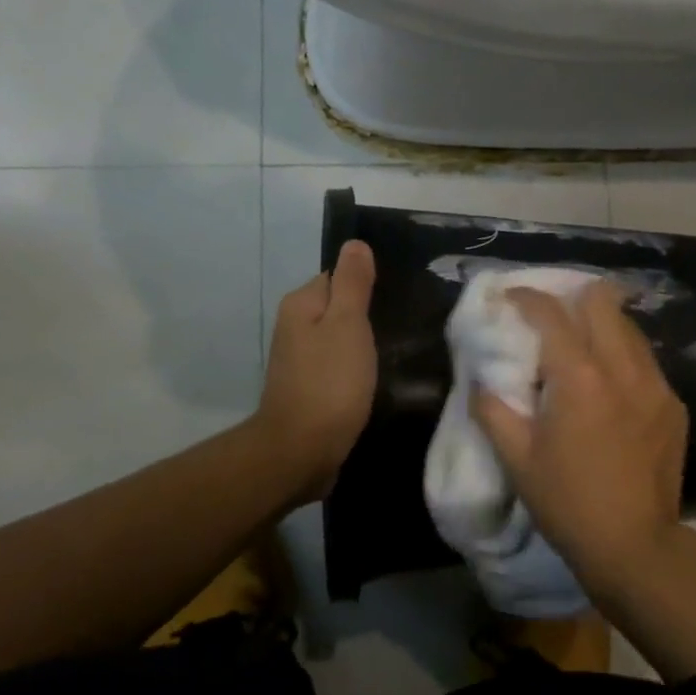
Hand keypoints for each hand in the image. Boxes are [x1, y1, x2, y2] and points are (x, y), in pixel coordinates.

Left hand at [256, 240, 377, 500]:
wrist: (302, 451)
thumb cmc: (330, 382)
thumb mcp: (348, 324)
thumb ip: (353, 283)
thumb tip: (354, 243)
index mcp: (302, 304)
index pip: (338, 277)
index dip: (366, 287)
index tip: (392, 303)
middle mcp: (295, 327)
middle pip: (339, 307)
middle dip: (366, 316)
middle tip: (400, 328)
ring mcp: (301, 360)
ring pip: (340, 338)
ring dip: (362, 345)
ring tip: (393, 354)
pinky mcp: (311, 388)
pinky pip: (338, 366)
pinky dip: (355, 370)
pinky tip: (374, 380)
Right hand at [471, 283, 688, 590]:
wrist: (635, 545)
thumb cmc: (567, 502)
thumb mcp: (517, 459)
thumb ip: (493, 410)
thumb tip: (481, 381)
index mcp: (580, 377)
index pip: (551, 313)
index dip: (526, 297)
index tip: (510, 296)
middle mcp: (623, 368)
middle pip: (602, 301)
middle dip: (572, 298)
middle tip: (552, 318)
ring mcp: (656, 384)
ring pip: (628, 328)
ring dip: (601, 326)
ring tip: (581, 349)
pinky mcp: (674, 405)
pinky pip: (645, 361)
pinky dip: (622, 358)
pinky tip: (609, 387)